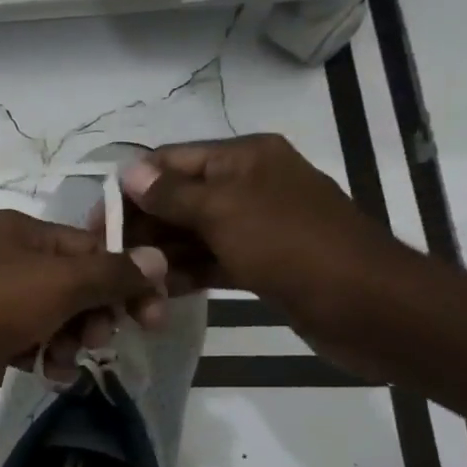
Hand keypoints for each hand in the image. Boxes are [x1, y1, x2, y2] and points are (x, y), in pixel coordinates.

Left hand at [0, 210, 169, 427]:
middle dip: (93, 314)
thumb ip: (110, 273)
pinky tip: (45, 374)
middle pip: (70, 283)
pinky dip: (39, 355)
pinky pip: (23, 340)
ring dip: (68, 341)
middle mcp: (1, 257)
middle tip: (100, 341)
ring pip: (49, 316)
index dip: (124, 279)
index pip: (89, 247)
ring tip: (64, 363)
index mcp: (18, 231)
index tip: (152, 317)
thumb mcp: (58, 284)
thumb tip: (157, 258)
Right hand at [111, 134, 413, 345]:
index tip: (97, 223)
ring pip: (191, 235)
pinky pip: (210, 262)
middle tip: (109, 262)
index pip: (170, 161)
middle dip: (143, 228)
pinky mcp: (260, 263)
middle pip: (177, 199)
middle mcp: (247, 185)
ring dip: (160, 257)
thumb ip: (172, 193)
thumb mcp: (224, 211)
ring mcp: (254, 226)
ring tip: (130, 286)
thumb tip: (128, 171)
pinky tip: (158, 295)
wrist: (369, 307)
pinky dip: (185, 274)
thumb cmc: (291, 247)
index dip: (130, 188)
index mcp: (243, 158)